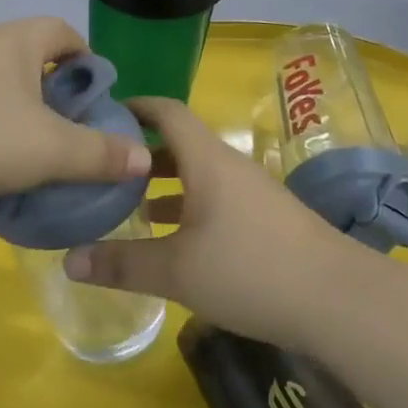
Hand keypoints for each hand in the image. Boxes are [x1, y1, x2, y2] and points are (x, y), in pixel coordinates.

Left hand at [0, 17, 151, 203]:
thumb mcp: (50, 150)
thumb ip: (99, 154)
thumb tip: (144, 158)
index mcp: (13, 41)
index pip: (60, 30)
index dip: (84, 56)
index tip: (94, 93)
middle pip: (24, 55)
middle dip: (49, 88)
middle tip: (63, 129)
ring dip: (11, 108)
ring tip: (23, 150)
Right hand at [62, 98, 357, 346]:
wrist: (339, 301)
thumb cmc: (250, 270)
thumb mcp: (176, 271)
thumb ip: (121, 263)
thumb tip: (68, 261)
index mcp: (208, 161)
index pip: (168, 112)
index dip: (136, 106)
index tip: (103, 114)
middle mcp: (231, 168)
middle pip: (181, 145)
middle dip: (142, 154)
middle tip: (104, 171)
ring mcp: (253, 195)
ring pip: (199, 177)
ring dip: (166, 186)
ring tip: (130, 208)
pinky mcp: (267, 222)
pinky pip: (217, 201)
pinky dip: (189, 209)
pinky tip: (175, 241)